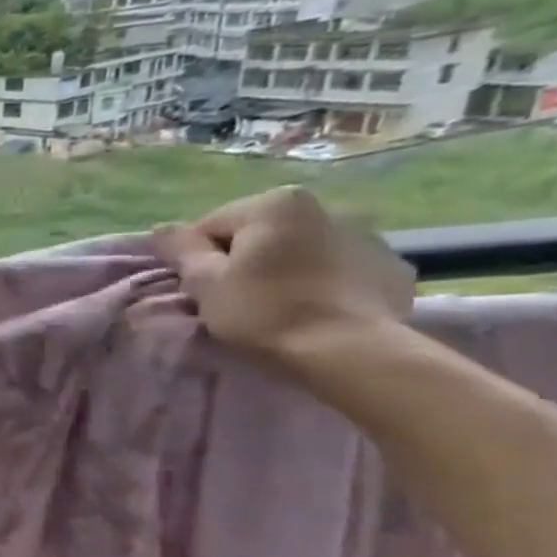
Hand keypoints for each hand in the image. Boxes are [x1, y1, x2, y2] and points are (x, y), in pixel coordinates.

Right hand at [152, 187, 414, 364]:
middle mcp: (326, 207)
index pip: (211, 226)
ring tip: (278, 306)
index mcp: (275, 205)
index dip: (197, 259)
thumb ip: (181, 249)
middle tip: (235, 299)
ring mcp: (370, 236)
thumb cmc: (264, 311)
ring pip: (302, 250)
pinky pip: (342, 269)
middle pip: (260, 235)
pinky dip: (325, 282)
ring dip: (286, 269)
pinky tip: (317, 309)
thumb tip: (162, 228)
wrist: (349, 351)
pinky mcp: (394, 268)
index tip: (200, 289)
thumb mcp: (204, 282)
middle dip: (245, 260)